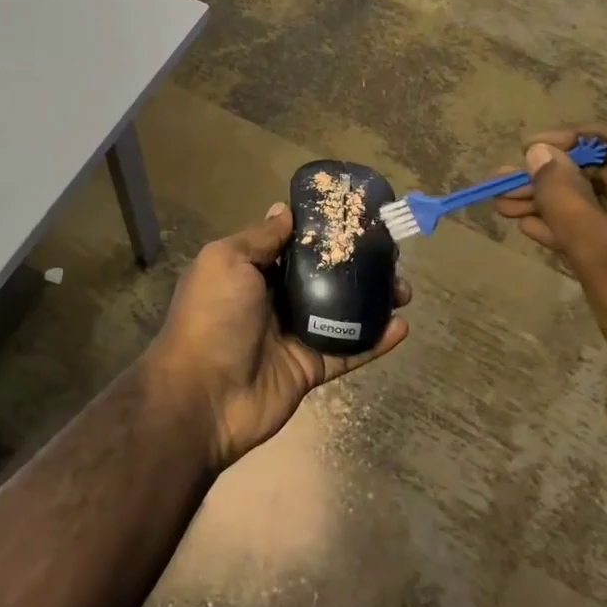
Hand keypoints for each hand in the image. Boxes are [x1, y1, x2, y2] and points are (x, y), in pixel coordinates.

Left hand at [142, 203, 409, 472]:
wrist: (203, 396)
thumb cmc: (213, 316)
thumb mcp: (228, 261)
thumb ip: (261, 238)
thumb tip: (284, 210)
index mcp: (251, 270)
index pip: (293, 244)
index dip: (322, 231)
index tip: (356, 218)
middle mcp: (274, 299)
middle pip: (323, 276)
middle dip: (355, 264)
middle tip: (390, 255)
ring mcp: (293, 335)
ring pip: (341, 312)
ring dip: (373, 300)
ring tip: (404, 289)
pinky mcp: (310, 368)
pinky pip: (348, 350)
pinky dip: (375, 340)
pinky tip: (402, 326)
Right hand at [494, 123, 606, 438]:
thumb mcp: (601, 254)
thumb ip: (564, 196)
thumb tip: (536, 151)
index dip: (568, 142)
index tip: (523, 152)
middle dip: (556, 179)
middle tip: (503, 186)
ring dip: (563, 205)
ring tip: (506, 207)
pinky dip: (586, 229)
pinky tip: (538, 230)